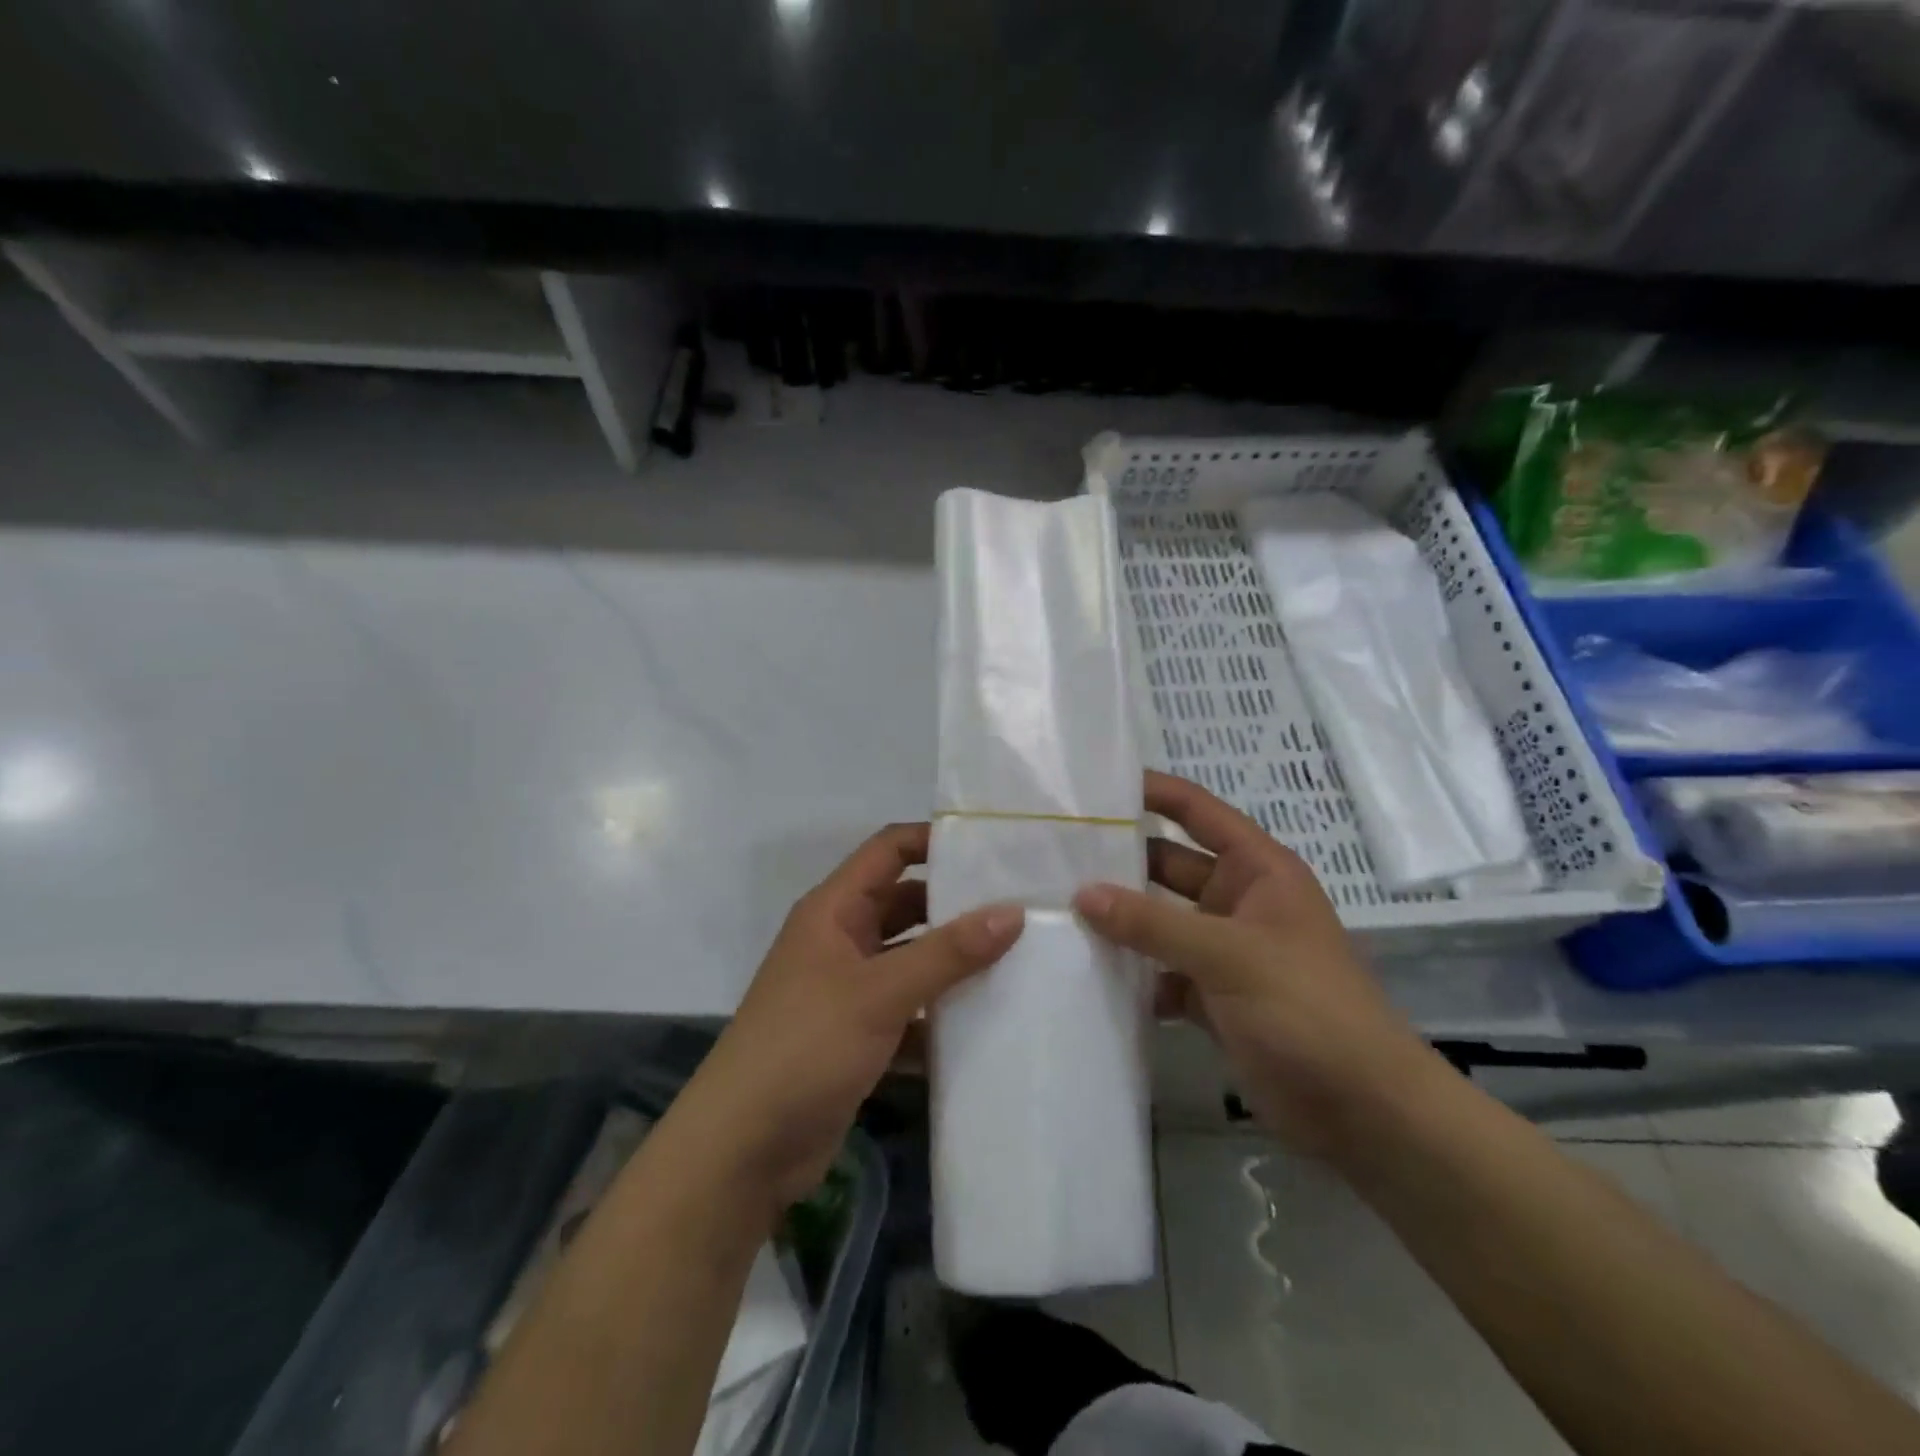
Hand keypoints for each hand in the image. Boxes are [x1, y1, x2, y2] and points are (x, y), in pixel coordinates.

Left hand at [677, 823, 1022, 1212]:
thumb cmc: (806, 1046)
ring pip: (911, 959)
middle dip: (956, 905)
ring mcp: (848, 989)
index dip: (934, 841)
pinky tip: (989, 1021)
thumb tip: (1013, 911)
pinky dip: (941, 1013)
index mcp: (834, 910)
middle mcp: (841, 940)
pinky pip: (910, 1009)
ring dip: (953, 962)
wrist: (743, 1148)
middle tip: (1021, 907)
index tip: (991, 849)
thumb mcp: (880, 993)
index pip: (888, 850)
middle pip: (905, 903)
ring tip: (1019, 959)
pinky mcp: (859, 1035)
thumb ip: (947, 953)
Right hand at [1074, 771, 1437, 1158]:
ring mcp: (1223, 951)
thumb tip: (1082, 894)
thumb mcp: (1228, 955)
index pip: (1197, 812)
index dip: (1153, 792)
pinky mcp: (1211, 997)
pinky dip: (1132, 975)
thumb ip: (1152, 923)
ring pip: (1159, 922)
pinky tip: (1085, 975)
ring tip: (1054, 910)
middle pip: (1168, 866)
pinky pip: (1160, 973)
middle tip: (1053, 855)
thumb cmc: (1307, 1007)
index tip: (1095, 786)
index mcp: (1257, 870)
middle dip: (1119, 861)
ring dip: (1119, 921)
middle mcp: (1237, 901)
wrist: (1363, 1111)